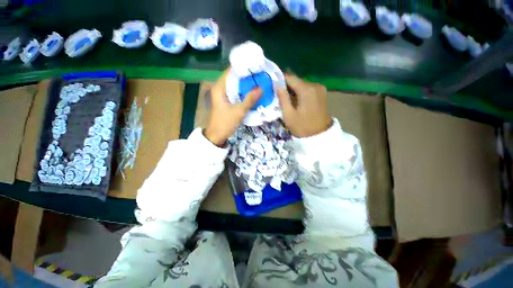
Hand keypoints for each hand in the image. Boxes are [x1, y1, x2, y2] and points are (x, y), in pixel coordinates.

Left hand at [204, 68, 261, 145]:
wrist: (217, 136)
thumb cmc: (225, 122)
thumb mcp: (239, 111)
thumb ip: (250, 99)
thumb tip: (261, 88)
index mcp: (220, 87)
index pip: (230, 71)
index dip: (242, 68)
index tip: (254, 66)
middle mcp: (220, 89)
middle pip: (234, 78)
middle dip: (246, 77)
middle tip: (259, 75)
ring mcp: (223, 96)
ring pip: (235, 86)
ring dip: (245, 85)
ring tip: (258, 82)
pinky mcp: (226, 102)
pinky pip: (236, 93)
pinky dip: (243, 93)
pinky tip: (252, 93)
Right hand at [276, 74, 332, 137]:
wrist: (319, 135)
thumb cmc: (302, 127)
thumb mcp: (288, 115)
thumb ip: (282, 98)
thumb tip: (277, 85)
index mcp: (307, 90)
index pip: (290, 77)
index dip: (280, 79)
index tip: (273, 85)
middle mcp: (315, 85)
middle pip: (297, 81)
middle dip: (287, 86)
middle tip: (279, 96)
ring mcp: (320, 88)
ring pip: (302, 84)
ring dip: (293, 90)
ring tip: (287, 100)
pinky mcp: (322, 92)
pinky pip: (307, 88)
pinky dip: (300, 92)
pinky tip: (296, 101)